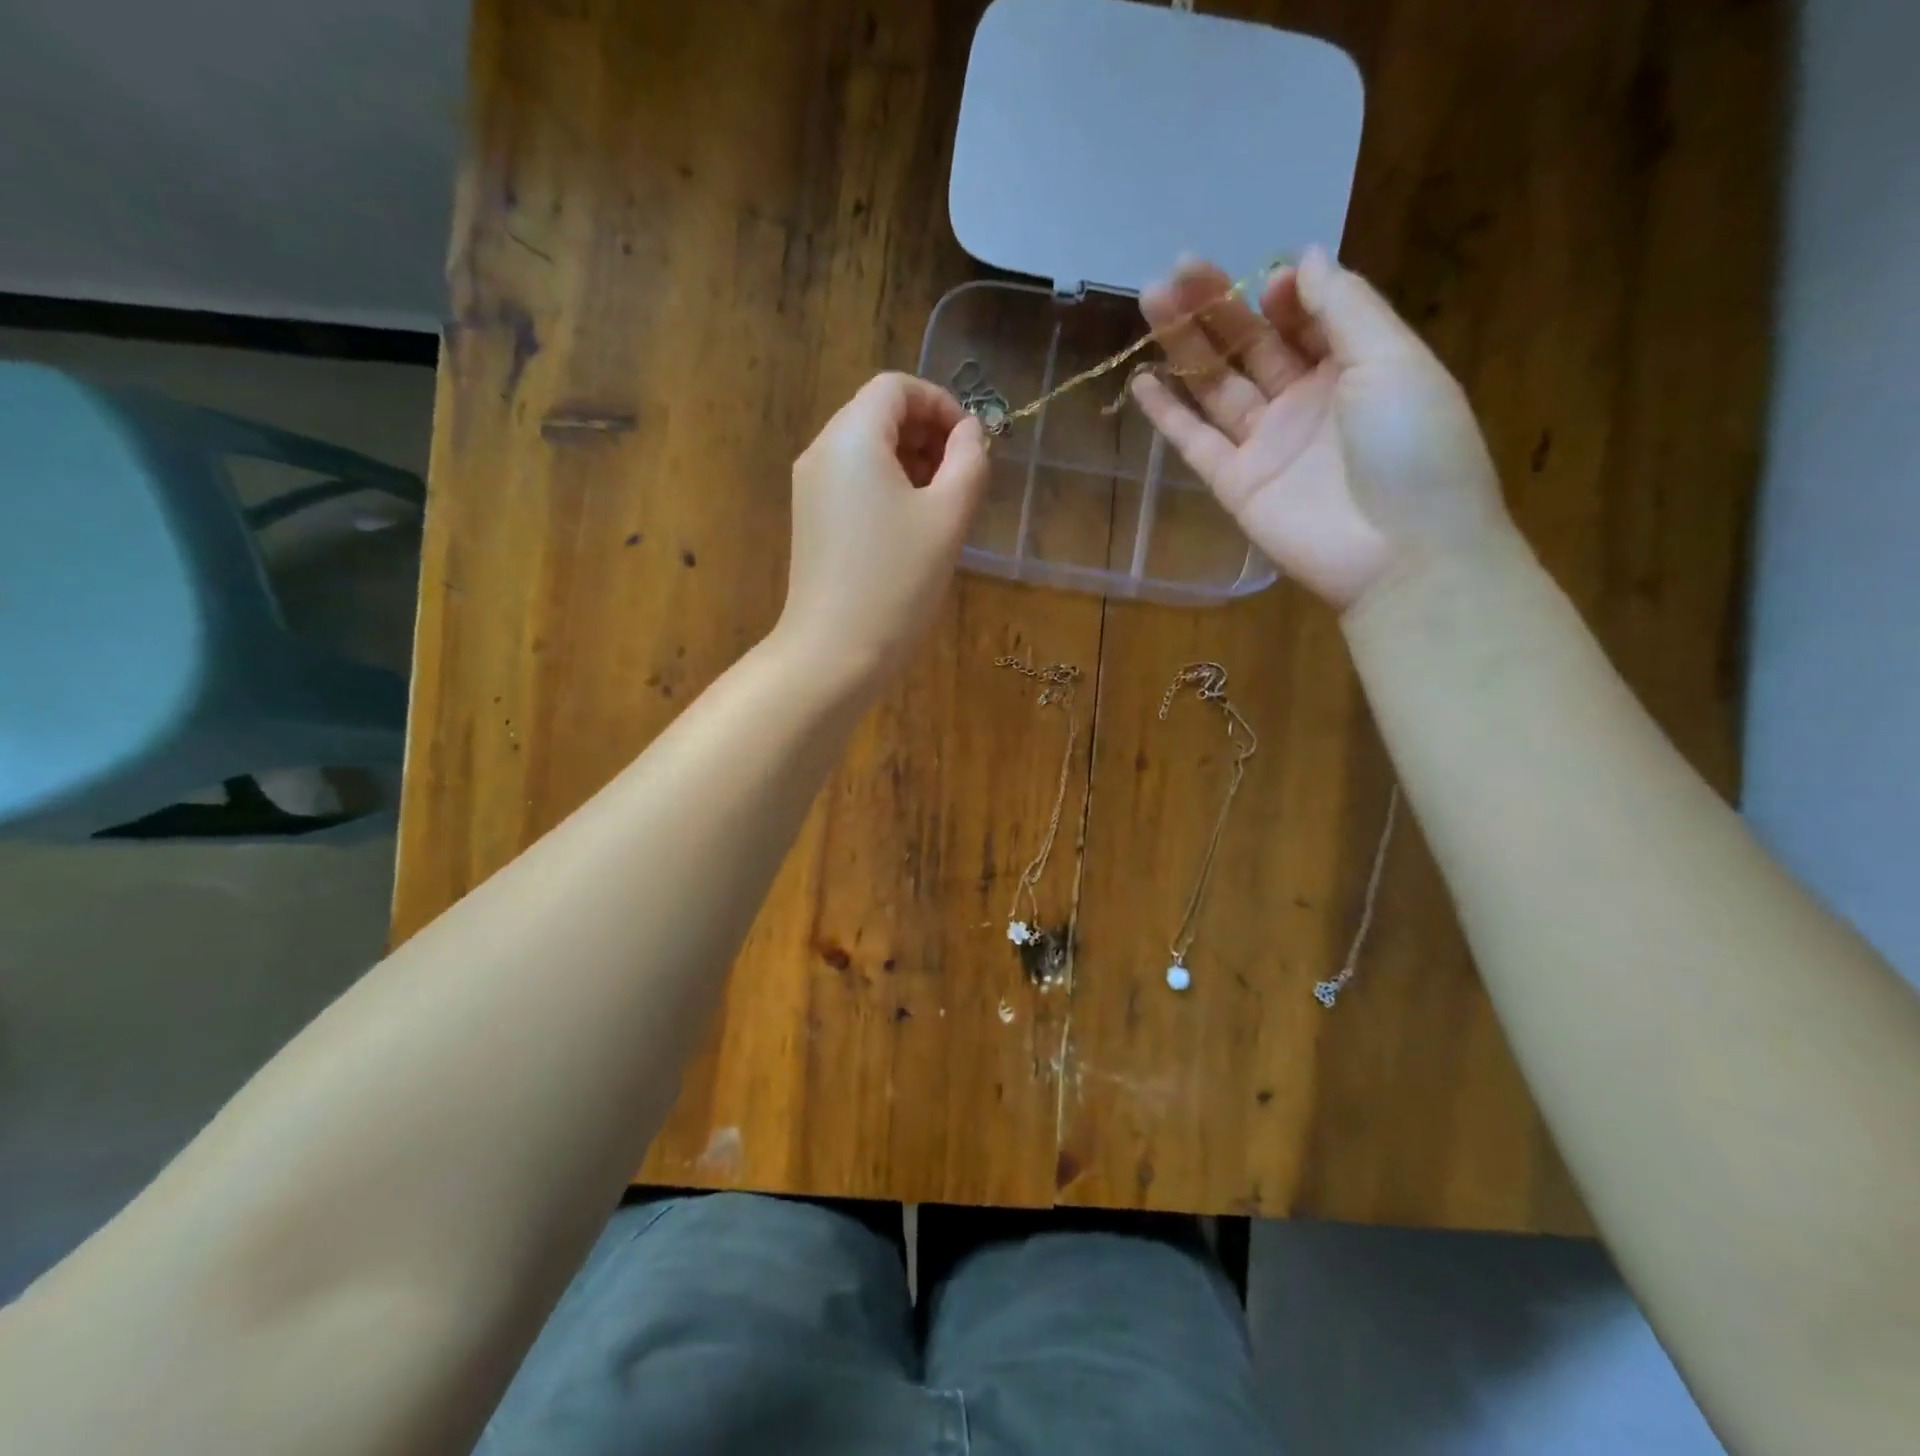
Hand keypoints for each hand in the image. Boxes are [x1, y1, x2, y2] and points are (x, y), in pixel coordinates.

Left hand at [776, 372, 988, 685]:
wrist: (834, 652)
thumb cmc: (897, 581)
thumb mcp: (948, 516)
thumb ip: (969, 461)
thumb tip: (971, 433)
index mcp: (852, 437)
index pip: (896, 387)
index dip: (941, 403)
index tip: (972, 444)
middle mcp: (822, 451)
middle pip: (879, 414)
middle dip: (927, 434)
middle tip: (962, 478)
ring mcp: (811, 488)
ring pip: (867, 450)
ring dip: (910, 462)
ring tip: (942, 506)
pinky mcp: (811, 520)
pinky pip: (853, 482)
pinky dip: (887, 487)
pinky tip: (912, 528)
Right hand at [1131, 248, 1511, 609]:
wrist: (1401, 553)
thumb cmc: (1414, 447)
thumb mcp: (1394, 360)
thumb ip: (1345, 308)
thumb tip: (1303, 258)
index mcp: (1354, 366)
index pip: (1304, 317)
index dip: (1283, 292)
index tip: (1268, 281)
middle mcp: (1306, 400)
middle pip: (1251, 344)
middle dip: (1216, 306)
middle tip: (1175, 269)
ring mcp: (1266, 444)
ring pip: (1217, 385)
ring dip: (1185, 345)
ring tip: (1151, 300)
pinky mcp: (1236, 485)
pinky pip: (1196, 443)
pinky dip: (1169, 415)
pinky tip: (1143, 380)